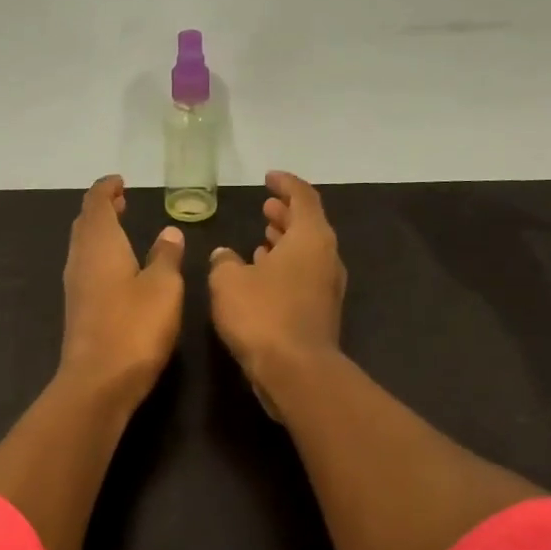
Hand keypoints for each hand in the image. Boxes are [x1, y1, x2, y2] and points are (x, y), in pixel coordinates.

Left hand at [59, 175, 185, 404]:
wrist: (99, 380)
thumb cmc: (134, 327)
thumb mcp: (163, 287)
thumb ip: (166, 256)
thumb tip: (169, 232)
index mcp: (100, 245)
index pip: (96, 204)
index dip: (106, 189)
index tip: (120, 181)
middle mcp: (81, 260)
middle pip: (85, 223)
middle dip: (101, 208)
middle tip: (121, 201)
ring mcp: (76, 286)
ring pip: (83, 246)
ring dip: (100, 232)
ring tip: (121, 228)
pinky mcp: (78, 309)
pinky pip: (87, 267)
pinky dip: (100, 255)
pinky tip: (118, 268)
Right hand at [208, 171, 346, 410]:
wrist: (296, 371)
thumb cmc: (262, 315)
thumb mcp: (228, 281)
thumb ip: (223, 261)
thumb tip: (224, 255)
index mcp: (310, 238)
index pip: (303, 197)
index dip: (286, 184)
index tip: (268, 178)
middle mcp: (325, 258)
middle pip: (308, 225)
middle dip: (285, 214)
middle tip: (265, 208)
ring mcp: (326, 287)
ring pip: (305, 254)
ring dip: (284, 243)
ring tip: (261, 237)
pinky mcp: (320, 312)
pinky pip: (303, 277)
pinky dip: (284, 268)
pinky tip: (262, 275)